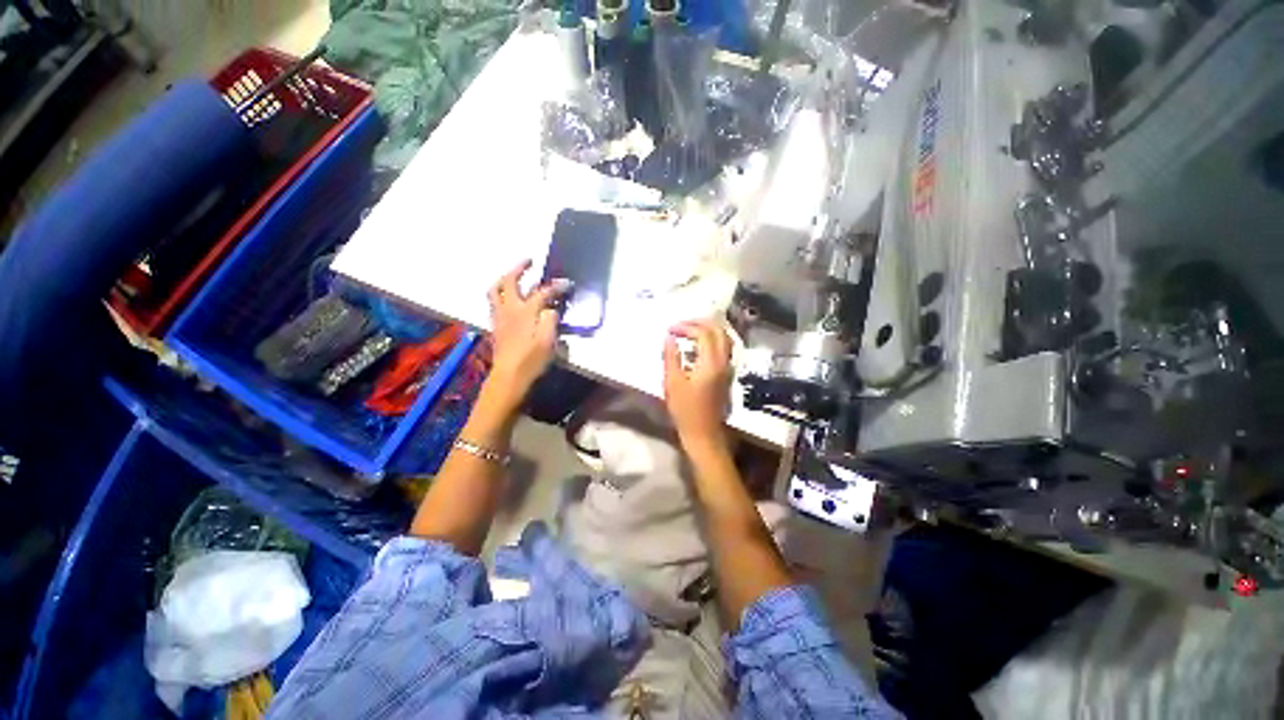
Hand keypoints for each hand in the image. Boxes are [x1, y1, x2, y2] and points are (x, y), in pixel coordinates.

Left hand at [484, 260, 568, 411]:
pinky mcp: (496, 326)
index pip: (542, 292)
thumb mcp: (548, 340)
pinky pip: (494, 302)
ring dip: (505, 279)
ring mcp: (500, 317)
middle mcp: (509, 309)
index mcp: (525, 311)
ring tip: (515, 276)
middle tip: (529, 262)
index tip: (567, 283)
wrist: (509, 377)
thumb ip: (550, 319)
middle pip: (509, 282)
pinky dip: (501, 293)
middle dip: (519, 268)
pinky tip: (510, 299)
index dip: (555, 286)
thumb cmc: (532, 360)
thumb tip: (550, 309)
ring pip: (495, 290)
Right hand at [663, 319, 732, 452]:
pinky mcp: (726, 375)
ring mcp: (728, 368)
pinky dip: (712, 340)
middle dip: (700, 323)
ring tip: (689, 331)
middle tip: (681, 325)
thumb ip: (671, 357)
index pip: (703, 333)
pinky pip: (724, 348)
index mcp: (711, 363)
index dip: (686, 327)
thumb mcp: (672, 383)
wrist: (703, 433)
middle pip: (718, 331)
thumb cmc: (685, 410)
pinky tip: (698, 345)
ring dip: (708, 330)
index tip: (670, 330)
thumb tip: (669, 337)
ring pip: (724, 339)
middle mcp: (724, 362)